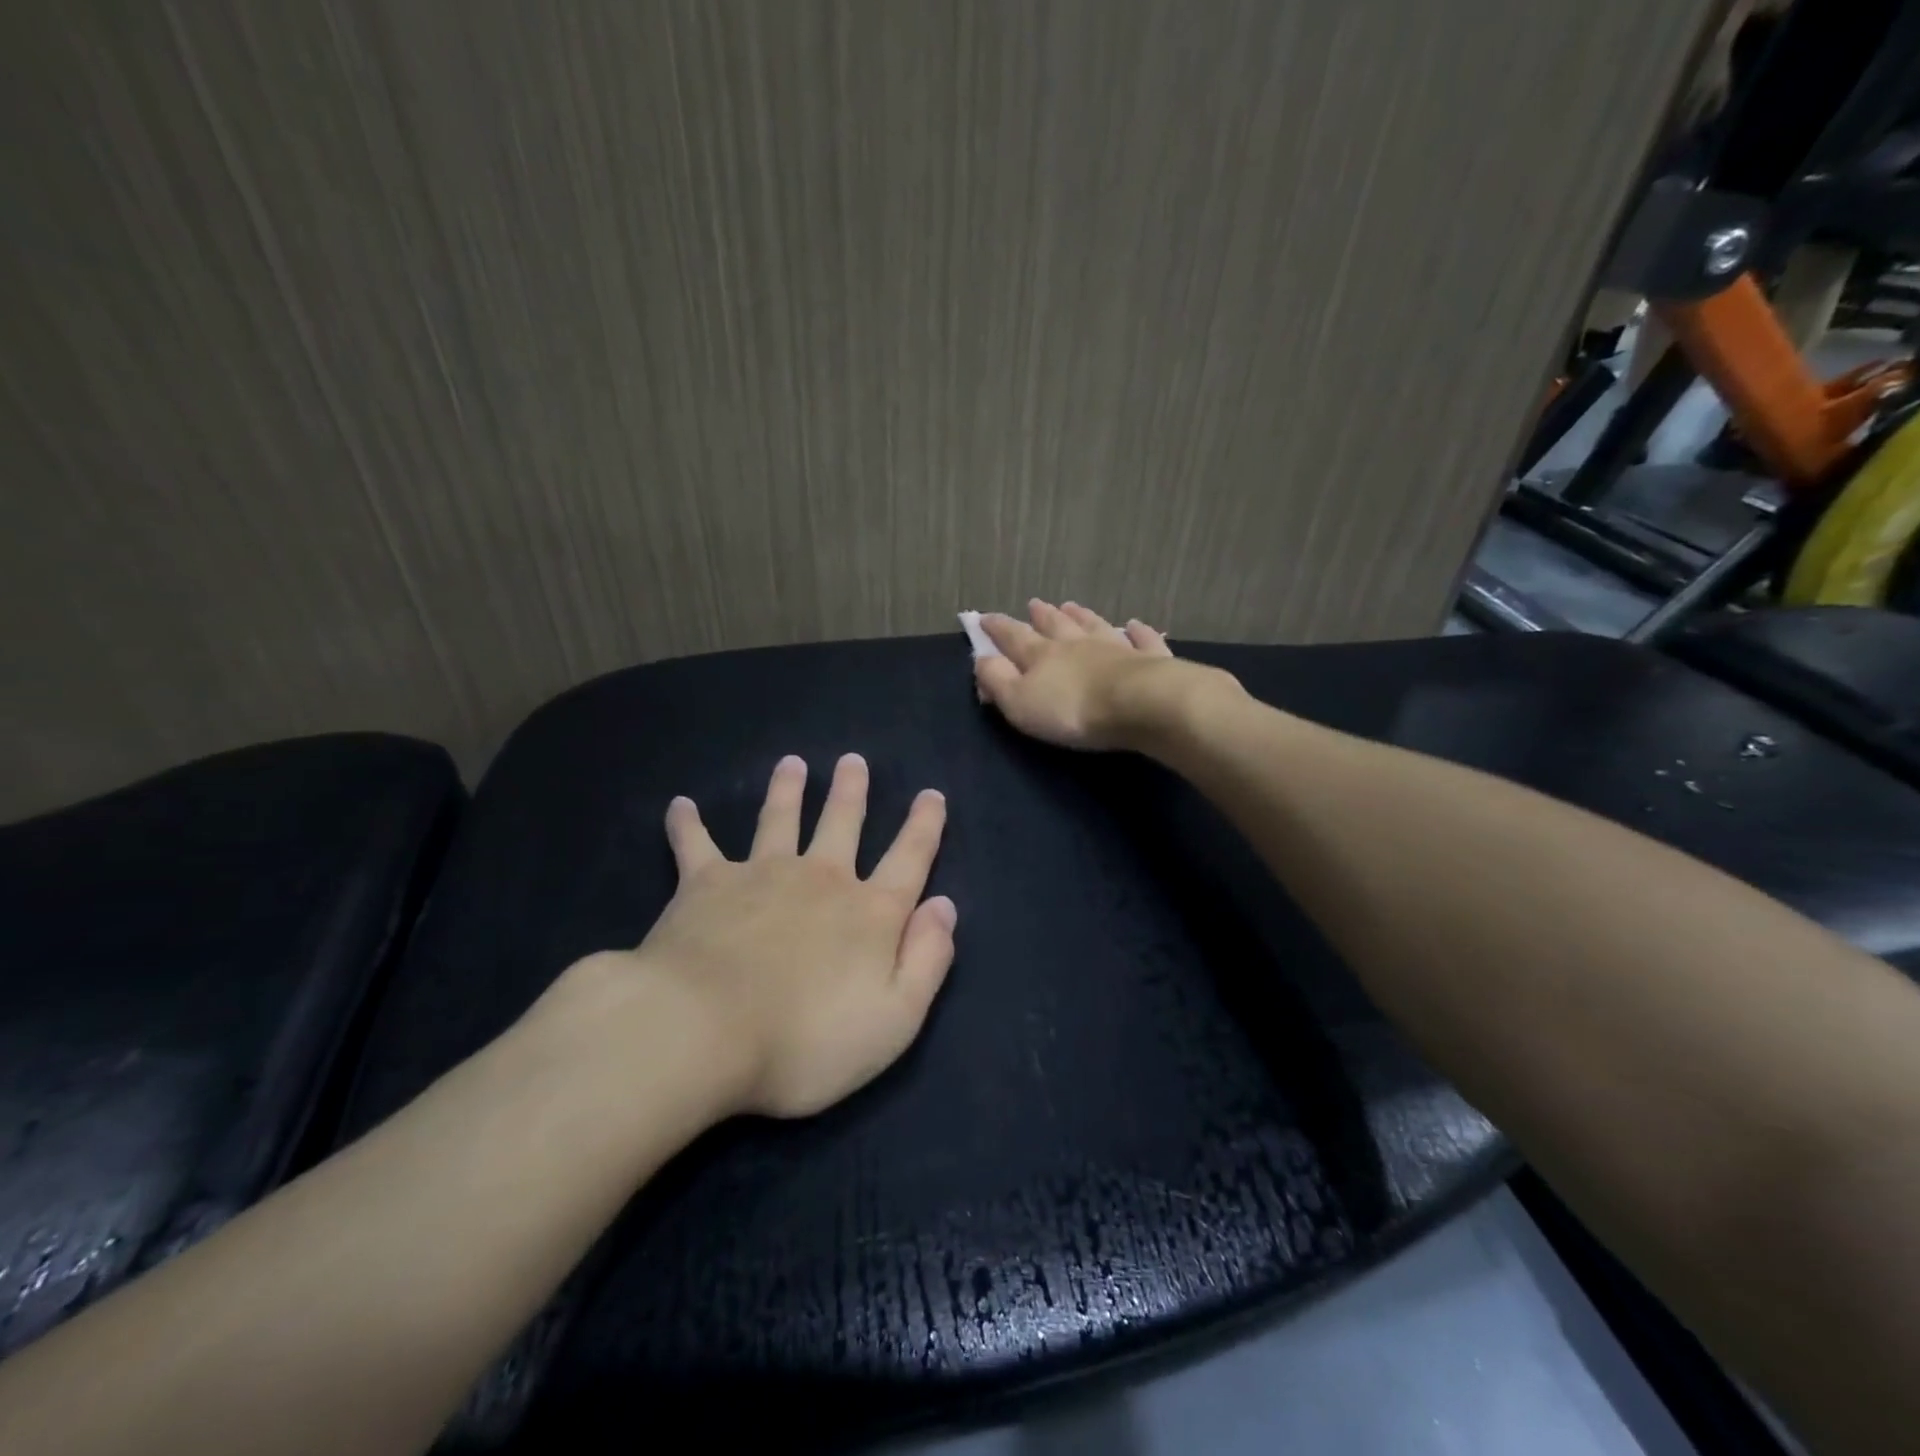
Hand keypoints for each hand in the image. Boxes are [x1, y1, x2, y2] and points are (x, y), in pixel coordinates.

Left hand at [563, 753, 954, 1119]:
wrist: (702, 1032)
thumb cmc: (805, 1041)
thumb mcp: (894, 1019)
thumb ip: (928, 960)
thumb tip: (944, 906)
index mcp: (869, 913)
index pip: (909, 859)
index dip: (924, 827)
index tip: (931, 795)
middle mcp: (821, 879)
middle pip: (842, 824)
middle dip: (851, 792)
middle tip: (853, 761)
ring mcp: (762, 874)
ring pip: (780, 819)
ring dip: (788, 789)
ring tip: (792, 764)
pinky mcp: (706, 884)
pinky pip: (696, 844)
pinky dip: (688, 824)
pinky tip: (680, 805)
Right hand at [974, 599, 1209, 750]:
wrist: (1141, 704)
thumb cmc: (1073, 709)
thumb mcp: (1020, 702)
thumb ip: (998, 680)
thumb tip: (981, 658)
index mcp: (1042, 655)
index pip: (1013, 636)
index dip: (996, 627)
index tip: (983, 618)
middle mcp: (1077, 643)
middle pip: (1055, 624)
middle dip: (1041, 615)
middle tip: (1034, 603)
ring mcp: (1115, 647)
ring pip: (1094, 625)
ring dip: (1081, 615)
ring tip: (1072, 606)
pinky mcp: (1149, 659)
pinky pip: (1142, 640)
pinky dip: (1138, 631)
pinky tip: (1136, 625)